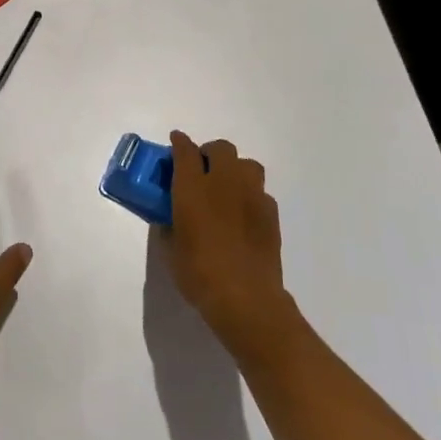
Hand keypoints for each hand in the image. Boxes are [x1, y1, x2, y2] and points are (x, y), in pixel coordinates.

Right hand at [164, 132, 293, 354]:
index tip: (175, 141)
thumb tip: (170, 218)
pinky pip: (260, 192)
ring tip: (227, 188)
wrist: (246, 298)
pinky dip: (250, 195)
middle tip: (201, 170)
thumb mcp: (170, 249)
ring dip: (235, 169)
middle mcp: (224, 182)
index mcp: (193, 188)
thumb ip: (168, 225)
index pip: (186, 151)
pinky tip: (244, 214)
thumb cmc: (199, 273)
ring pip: (247, 165)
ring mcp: (252, 196)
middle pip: (221, 148)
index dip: (179, 143)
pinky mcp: (271, 214)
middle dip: (210, 153)